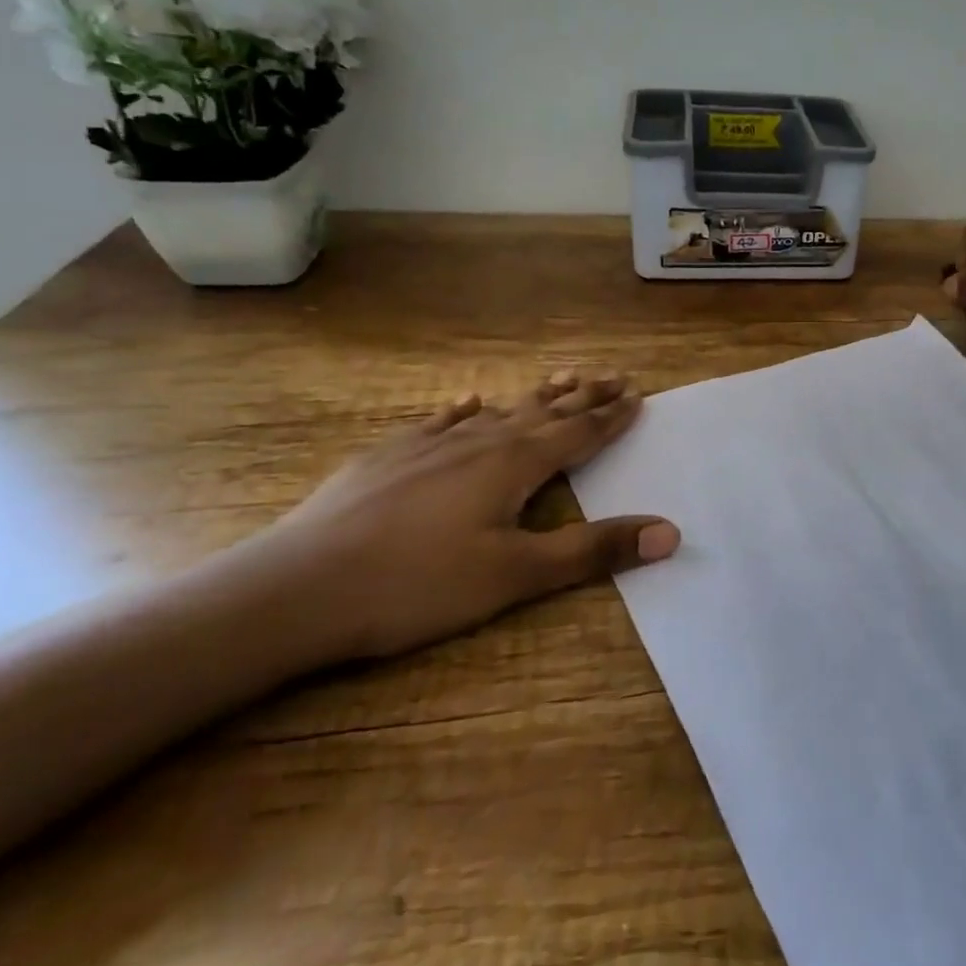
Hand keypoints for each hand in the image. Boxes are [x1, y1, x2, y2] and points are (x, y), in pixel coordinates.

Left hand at [247, 372, 678, 662]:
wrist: (295, 588)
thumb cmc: (418, 584)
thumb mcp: (516, 575)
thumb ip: (593, 550)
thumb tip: (670, 531)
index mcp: (514, 464)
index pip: (577, 432)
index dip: (610, 416)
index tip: (637, 395)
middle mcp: (477, 441)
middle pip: (542, 412)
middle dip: (582, 396)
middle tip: (613, 376)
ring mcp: (428, 445)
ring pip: (495, 411)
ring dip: (532, 397)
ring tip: (559, 379)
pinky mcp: (387, 458)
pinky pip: (439, 422)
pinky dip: (463, 411)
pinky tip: (467, 404)